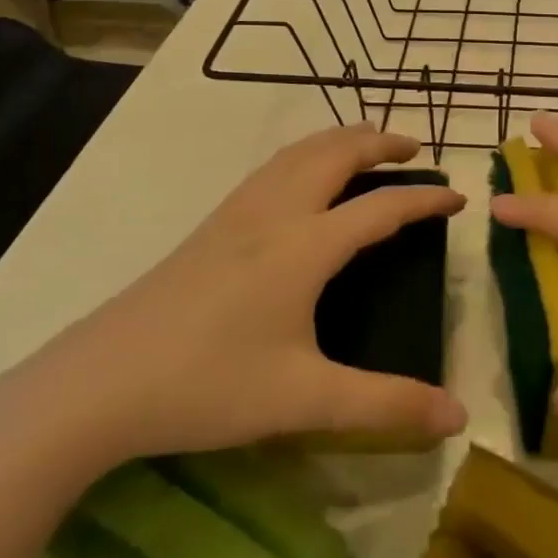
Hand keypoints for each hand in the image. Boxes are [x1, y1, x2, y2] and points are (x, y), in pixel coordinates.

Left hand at [5, 125, 467, 471]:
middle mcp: (276, 213)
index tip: (459, 197)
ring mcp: (237, 213)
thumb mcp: (304, 399)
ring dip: (340, 139)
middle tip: (414, 149)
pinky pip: (272, 167)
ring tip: (366, 146)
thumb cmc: (208, 385)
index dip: (424, 200)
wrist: (98, 383)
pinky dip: (305, 153)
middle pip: (336, 153)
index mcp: (306, 246)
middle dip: (380, 143)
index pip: (381, 208)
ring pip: (298, 152)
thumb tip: (457, 418)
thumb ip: (385, 405)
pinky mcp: (211, 225)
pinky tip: (301, 177)